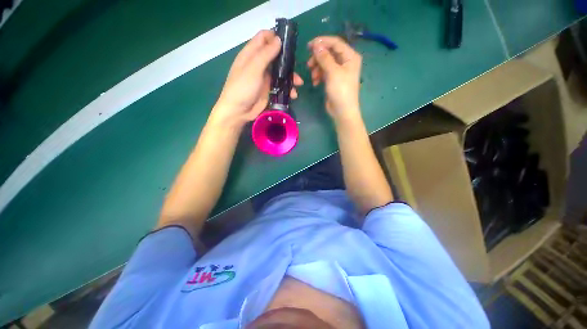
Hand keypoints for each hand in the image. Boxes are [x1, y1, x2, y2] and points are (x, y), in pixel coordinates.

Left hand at [212, 30, 303, 127]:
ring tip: (298, 84)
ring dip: (290, 77)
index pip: (264, 38)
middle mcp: (259, 64)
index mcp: (251, 54)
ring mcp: (265, 78)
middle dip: (287, 60)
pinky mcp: (269, 90)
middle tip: (297, 67)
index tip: (288, 42)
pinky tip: (293, 95)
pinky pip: (281, 86)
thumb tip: (279, 40)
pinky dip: (288, 89)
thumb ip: (266, 54)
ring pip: (280, 72)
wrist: (239, 112)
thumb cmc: (242, 88)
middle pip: (276, 55)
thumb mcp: (253, 69)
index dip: (275, 37)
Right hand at [307, 36, 361, 121]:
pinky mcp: (333, 80)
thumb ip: (324, 57)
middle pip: (329, 53)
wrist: (342, 111)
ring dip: (317, 68)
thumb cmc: (341, 91)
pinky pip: (324, 73)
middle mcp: (345, 61)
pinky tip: (315, 83)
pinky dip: (318, 76)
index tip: (309, 46)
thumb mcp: (333, 72)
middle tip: (309, 64)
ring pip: (325, 63)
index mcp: (350, 56)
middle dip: (318, 58)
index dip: (322, 42)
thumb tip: (316, 45)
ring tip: (313, 77)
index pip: (335, 43)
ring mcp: (339, 71)